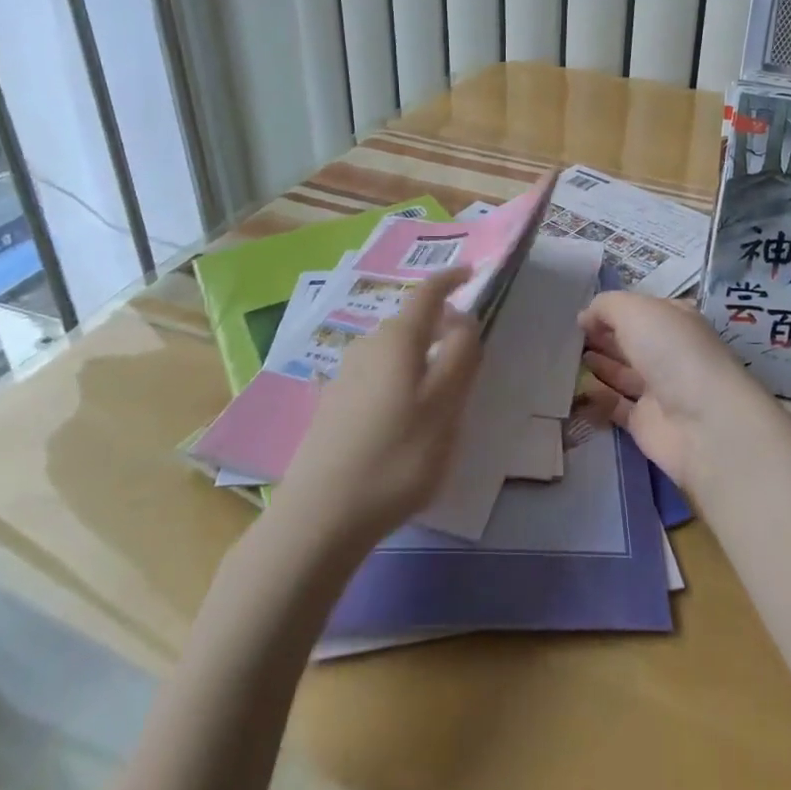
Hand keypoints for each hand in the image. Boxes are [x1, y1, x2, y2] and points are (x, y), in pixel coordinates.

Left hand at [279, 269, 482, 544]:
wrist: (320, 516)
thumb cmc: (397, 457)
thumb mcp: (446, 406)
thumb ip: (461, 355)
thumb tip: (463, 319)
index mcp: (397, 340)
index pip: (427, 293)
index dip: (450, 280)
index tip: (470, 273)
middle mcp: (366, 347)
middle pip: (409, 322)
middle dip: (439, 325)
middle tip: (466, 350)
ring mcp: (343, 376)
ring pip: (391, 351)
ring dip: (418, 356)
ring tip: (438, 390)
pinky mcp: (331, 405)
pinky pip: (375, 376)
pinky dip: (397, 380)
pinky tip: (400, 415)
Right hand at [574, 292, 771, 489]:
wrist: (702, 421)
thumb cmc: (671, 351)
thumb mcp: (635, 310)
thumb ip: (605, 306)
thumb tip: (585, 317)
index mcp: (673, 320)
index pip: (639, 309)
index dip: (610, 310)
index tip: (578, 315)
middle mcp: (667, 351)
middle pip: (628, 341)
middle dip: (599, 337)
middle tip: (563, 337)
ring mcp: (657, 388)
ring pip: (620, 373)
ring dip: (595, 364)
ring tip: (562, 358)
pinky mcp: (645, 421)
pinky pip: (614, 405)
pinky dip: (595, 397)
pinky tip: (571, 387)